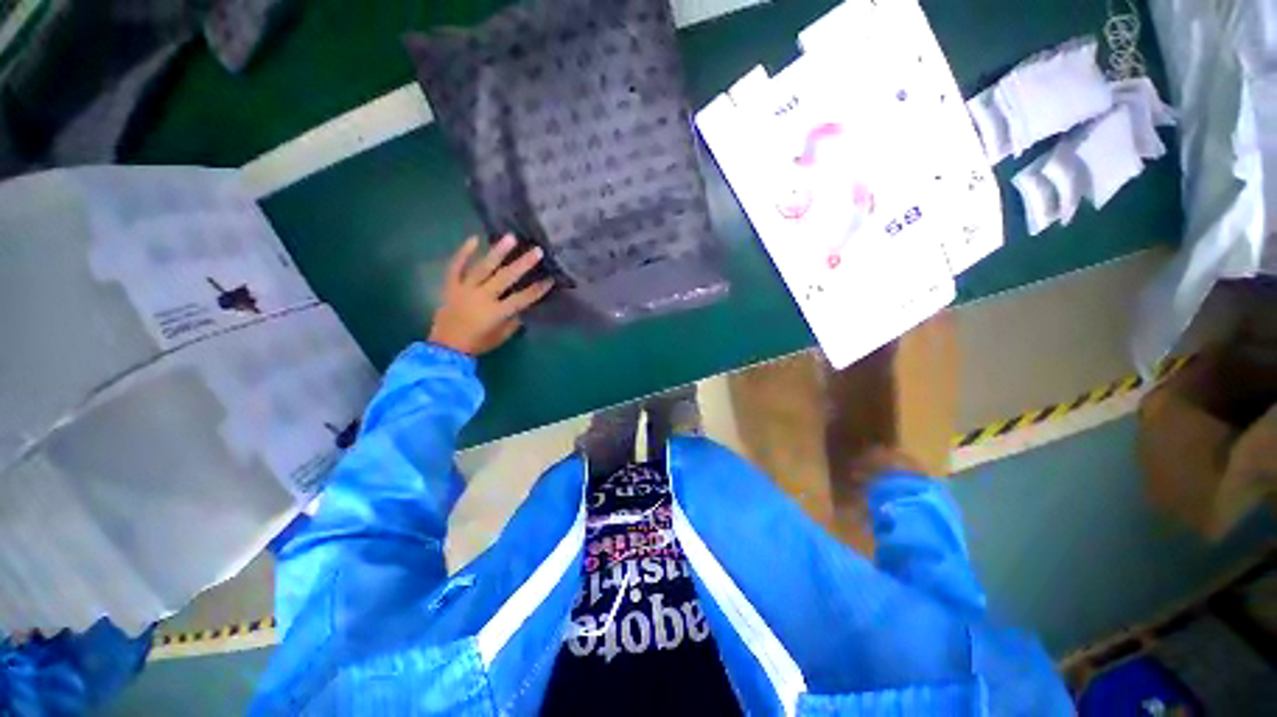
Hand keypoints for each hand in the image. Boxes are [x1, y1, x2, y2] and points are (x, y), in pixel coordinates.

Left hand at [428, 234, 553, 355]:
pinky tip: (474, 239)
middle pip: (505, 278)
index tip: (551, 279)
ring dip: (498, 251)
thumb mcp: (501, 336)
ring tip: (510, 237)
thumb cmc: (478, 344)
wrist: (446, 347)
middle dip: (523, 264)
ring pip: (483, 267)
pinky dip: (463, 252)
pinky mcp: (451, 286)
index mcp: (496, 312)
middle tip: (536, 251)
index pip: (522, 298)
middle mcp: (482, 297)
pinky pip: (456, 266)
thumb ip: (513, 321)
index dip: (537, 289)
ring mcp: (465, 289)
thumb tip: (521, 308)